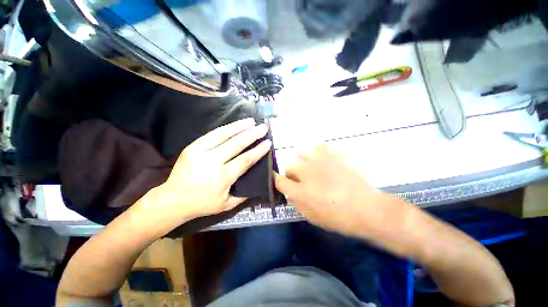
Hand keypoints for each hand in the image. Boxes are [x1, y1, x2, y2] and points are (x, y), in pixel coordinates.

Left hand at [141, 118, 270, 229]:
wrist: (172, 199)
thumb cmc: (202, 203)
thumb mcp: (226, 205)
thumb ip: (243, 195)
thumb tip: (257, 183)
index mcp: (223, 177)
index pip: (245, 160)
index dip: (258, 151)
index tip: (267, 143)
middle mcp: (213, 162)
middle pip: (236, 144)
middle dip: (252, 135)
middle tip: (263, 127)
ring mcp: (200, 152)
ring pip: (223, 135)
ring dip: (239, 127)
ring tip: (251, 121)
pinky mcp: (192, 147)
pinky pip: (212, 135)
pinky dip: (225, 128)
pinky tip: (234, 124)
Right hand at [274, 144, 387, 236]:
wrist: (367, 208)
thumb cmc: (339, 218)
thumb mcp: (312, 217)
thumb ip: (296, 203)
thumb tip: (289, 192)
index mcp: (300, 191)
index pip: (279, 180)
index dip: (277, 180)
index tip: (282, 182)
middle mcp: (306, 173)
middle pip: (289, 166)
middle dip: (292, 173)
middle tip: (302, 180)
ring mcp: (320, 161)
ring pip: (302, 154)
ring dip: (304, 162)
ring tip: (314, 169)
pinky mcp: (333, 155)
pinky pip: (319, 147)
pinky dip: (318, 153)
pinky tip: (324, 160)